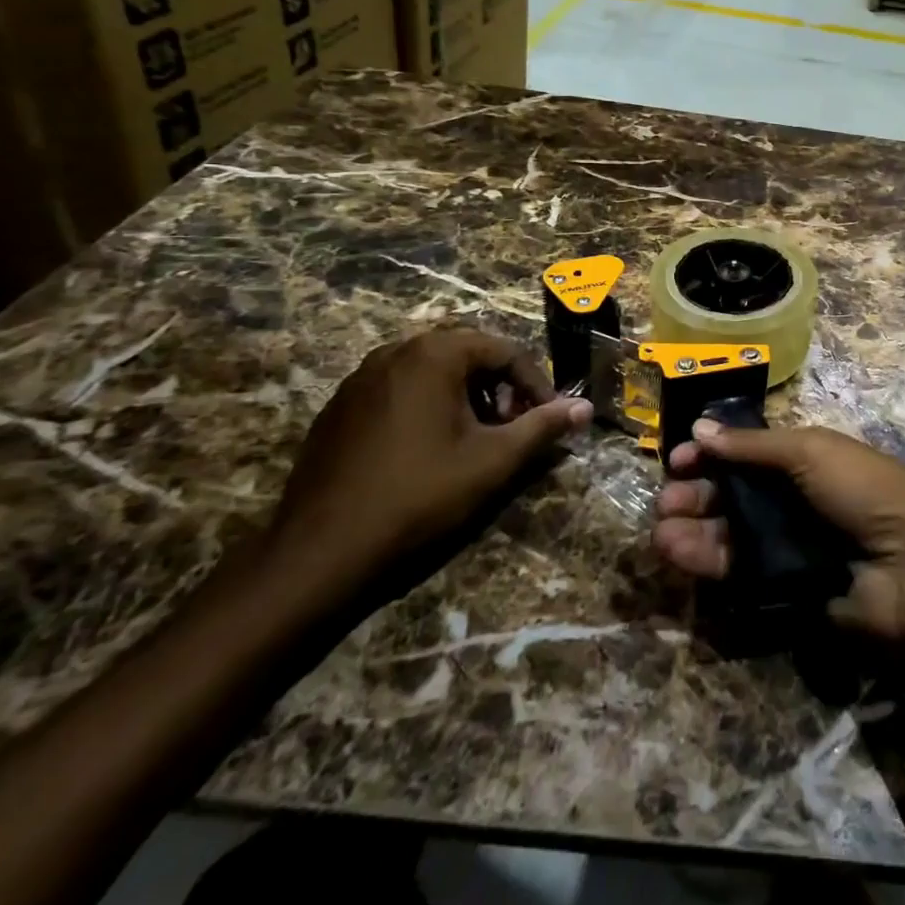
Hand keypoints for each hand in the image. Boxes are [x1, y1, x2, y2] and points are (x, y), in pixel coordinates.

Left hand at [269, 329, 592, 594]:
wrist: (319, 553)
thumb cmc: (418, 497)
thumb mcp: (493, 462)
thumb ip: (543, 427)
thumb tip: (585, 408)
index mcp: (434, 354)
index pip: (505, 350)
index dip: (535, 384)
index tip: (547, 419)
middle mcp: (394, 352)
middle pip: (468, 356)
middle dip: (500, 389)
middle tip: (512, 430)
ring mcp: (360, 378)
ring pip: (433, 373)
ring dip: (466, 398)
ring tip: (475, 441)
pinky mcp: (338, 407)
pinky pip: (399, 391)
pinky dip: (427, 407)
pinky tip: (428, 451)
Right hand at [653, 420, 904, 642]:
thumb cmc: (862, 491)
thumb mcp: (810, 451)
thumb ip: (753, 445)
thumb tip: (700, 427)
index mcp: (804, 460)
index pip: (747, 454)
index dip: (713, 453)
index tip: (678, 458)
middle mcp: (792, 500)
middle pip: (732, 494)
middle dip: (696, 494)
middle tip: (665, 501)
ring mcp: (787, 545)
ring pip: (729, 533)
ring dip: (692, 529)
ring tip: (662, 532)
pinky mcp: (782, 588)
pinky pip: (737, 571)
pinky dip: (707, 561)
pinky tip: (679, 554)